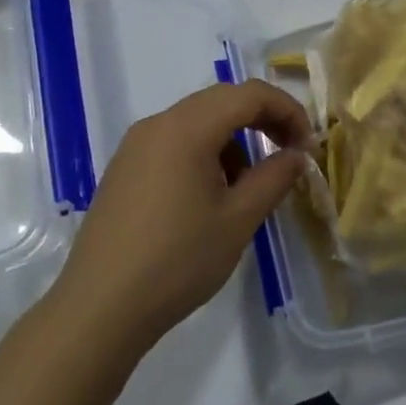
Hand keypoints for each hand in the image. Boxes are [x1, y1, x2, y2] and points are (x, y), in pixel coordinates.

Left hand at [43, 80, 312, 357]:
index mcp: (186, 128)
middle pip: (222, 100)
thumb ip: (274, 178)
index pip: (249, 94)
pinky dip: (205, 153)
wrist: (99, 310)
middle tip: (288, 154)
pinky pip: (174, 142)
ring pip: (197, 121)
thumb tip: (295, 155)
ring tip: (247, 186)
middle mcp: (157, 124)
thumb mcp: (238, 219)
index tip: (307, 146)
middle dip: (262, 120)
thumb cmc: (177, 261)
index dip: (287, 111)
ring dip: (233, 139)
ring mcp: (135, 146)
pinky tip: (209, 197)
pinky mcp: (124, 170)